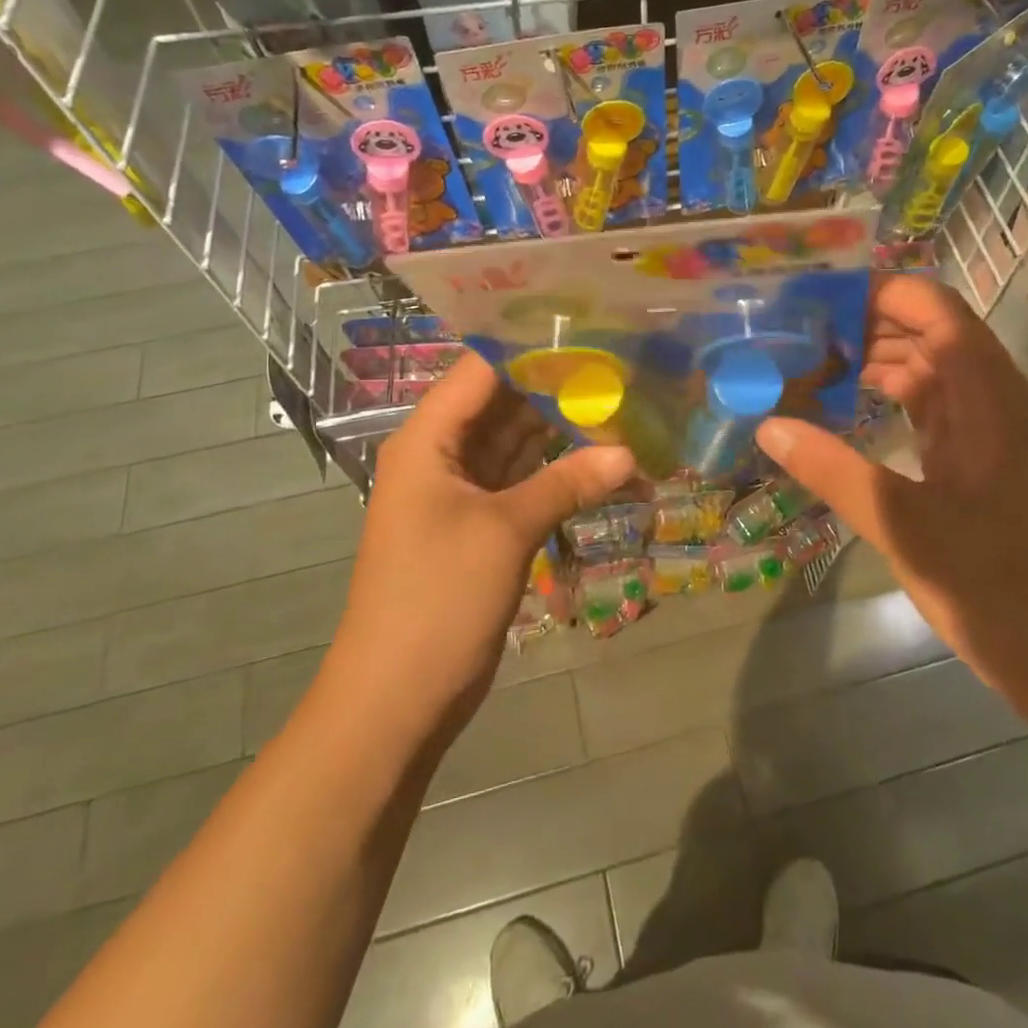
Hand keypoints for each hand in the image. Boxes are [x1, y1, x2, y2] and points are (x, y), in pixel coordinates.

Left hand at [331, 353, 634, 742]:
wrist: (397, 698)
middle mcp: (442, 454)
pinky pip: (524, 480)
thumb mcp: (506, 531)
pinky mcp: (481, 524)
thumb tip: (630, 454)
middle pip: (503, 403)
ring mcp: (462, 491)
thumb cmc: (437, 598)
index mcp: (429, 438)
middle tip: (620, 367)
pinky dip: (559, 471)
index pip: (481, 369)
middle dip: (557, 388)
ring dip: (563, 430)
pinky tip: (603, 459)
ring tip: (621, 404)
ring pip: (517, 442)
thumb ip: (568, 482)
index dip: (530, 347)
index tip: (589, 330)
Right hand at [754, 276, 1027, 705]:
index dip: (880, 292)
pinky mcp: (978, 456)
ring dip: (873, 360)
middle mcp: (993, 398)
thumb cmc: (992, 586)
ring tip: (808, 363)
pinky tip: (844, 404)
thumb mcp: (903, 526)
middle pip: (927, 332)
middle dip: (864, 324)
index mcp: (989, 398)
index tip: (817, 298)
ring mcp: (988, 428)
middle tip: (795, 333)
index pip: (936, 311)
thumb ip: (833, 469)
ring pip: (927, 367)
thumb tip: (768, 424)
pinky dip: (887, 395)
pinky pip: (929, 404)